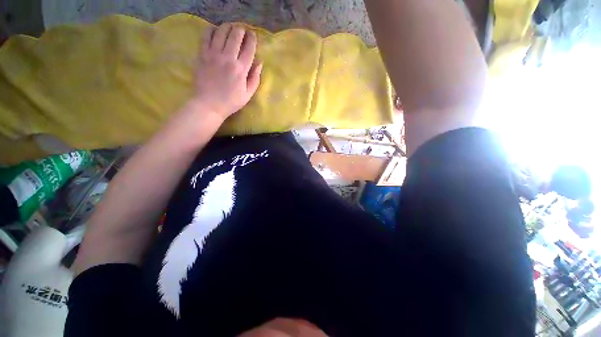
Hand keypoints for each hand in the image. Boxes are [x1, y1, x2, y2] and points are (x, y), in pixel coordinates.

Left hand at [193, 23, 262, 120]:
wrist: (208, 104)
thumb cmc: (230, 101)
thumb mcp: (248, 94)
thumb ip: (255, 78)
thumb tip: (260, 62)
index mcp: (241, 69)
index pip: (249, 48)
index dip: (252, 39)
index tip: (253, 35)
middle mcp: (228, 58)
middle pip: (235, 35)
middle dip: (241, 30)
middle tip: (242, 30)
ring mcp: (213, 54)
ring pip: (221, 32)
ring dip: (227, 27)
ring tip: (230, 28)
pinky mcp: (202, 54)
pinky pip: (206, 36)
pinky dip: (212, 30)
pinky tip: (215, 31)